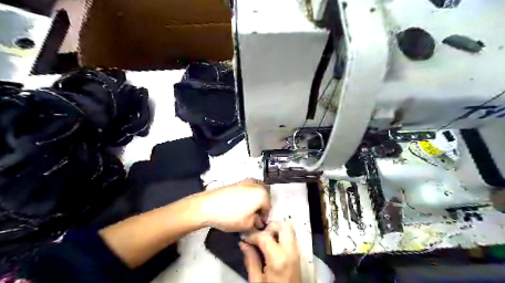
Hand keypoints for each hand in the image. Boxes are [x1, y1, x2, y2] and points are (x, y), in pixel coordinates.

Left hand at [199, 179, 269, 231]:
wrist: (207, 206)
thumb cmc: (230, 216)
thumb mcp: (247, 225)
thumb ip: (257, 223)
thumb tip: (258, 221)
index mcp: (262, 194)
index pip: (269, 207)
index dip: (264, 217)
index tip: (258, 224)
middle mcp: (256, 184)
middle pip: (263, 197)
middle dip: (260, 206)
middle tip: (253, 217)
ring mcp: (245, 181)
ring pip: (255, 192)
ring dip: (254, 200)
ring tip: (246, 211)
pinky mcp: (236, 182)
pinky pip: (247, 189)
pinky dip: (246, 196)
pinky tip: (239, 205)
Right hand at [239, 222, 298, 280]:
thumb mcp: (257, 281)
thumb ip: (251, 259)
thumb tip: (243, 243)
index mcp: (278, 259)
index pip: (265, 235)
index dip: (253, 235)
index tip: (246, 239)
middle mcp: (290, 251)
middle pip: (284, 225)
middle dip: (270, 226)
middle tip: (259, 236)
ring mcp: (297, 253)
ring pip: (289, 229)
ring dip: (276, 230)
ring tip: (265, 241)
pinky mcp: (299, 256)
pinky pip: (291, 238)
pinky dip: (282, 236)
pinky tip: (272, 246)